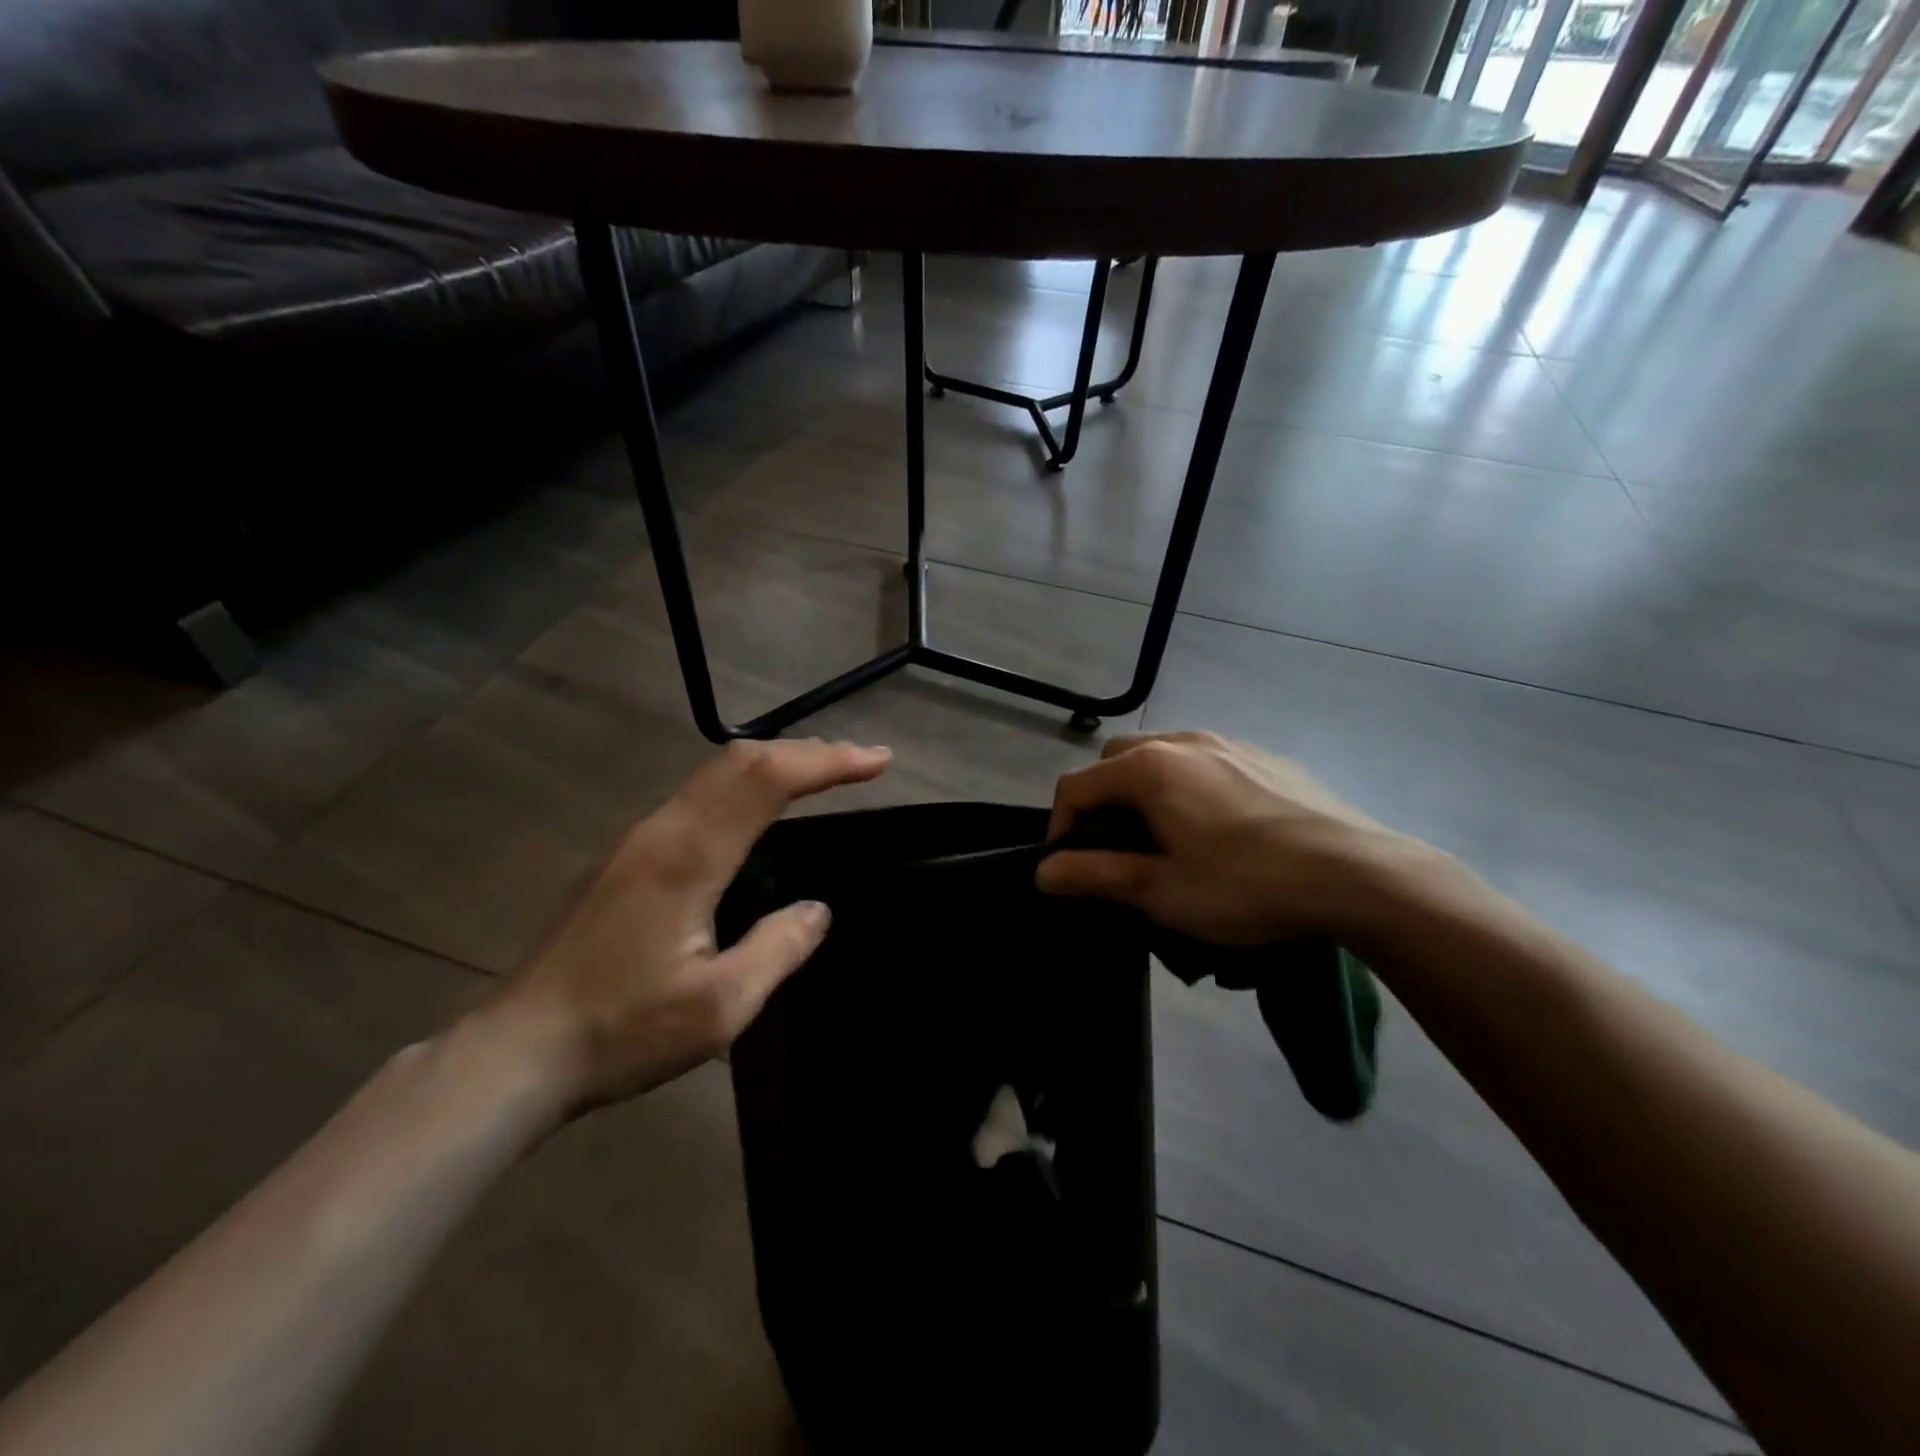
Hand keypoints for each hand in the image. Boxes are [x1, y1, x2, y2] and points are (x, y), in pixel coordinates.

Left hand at [478, 738, 891, 1114]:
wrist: (515, 1053)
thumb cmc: (621, 1031)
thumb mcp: (720, 1007)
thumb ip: (778, 949)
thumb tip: (817, 909)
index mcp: (688, 856)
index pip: (767, 779)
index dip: (828, 761)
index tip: (878, 760)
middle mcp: (661, 830)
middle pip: (739, 760)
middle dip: (806, 750)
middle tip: (859, 762)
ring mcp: (636, 841)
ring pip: (715, 775)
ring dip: (774, 764)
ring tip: (821, 777)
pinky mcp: (624, 859)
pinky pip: (697, 798)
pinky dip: (744, 787)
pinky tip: (758, 814)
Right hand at [1037, 731, 1419, 944]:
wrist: (1359, 875)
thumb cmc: (1247, 885)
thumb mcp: (1161, 892)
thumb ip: (1095, 875)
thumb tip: (1042, 872)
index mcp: (1150, 768)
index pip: (1077, 784)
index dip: (1060, 826)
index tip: (1069, 868)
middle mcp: (1183, 740)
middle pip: (1116, 760)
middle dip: (1101, 800)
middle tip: (1116, 849)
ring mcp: (1229, 743)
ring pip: (1163, 755)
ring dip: (1145, 790)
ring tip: (1165, 837)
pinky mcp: (1265, 756)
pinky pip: (1207, 762)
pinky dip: (1189, 786)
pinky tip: (1218, 828)